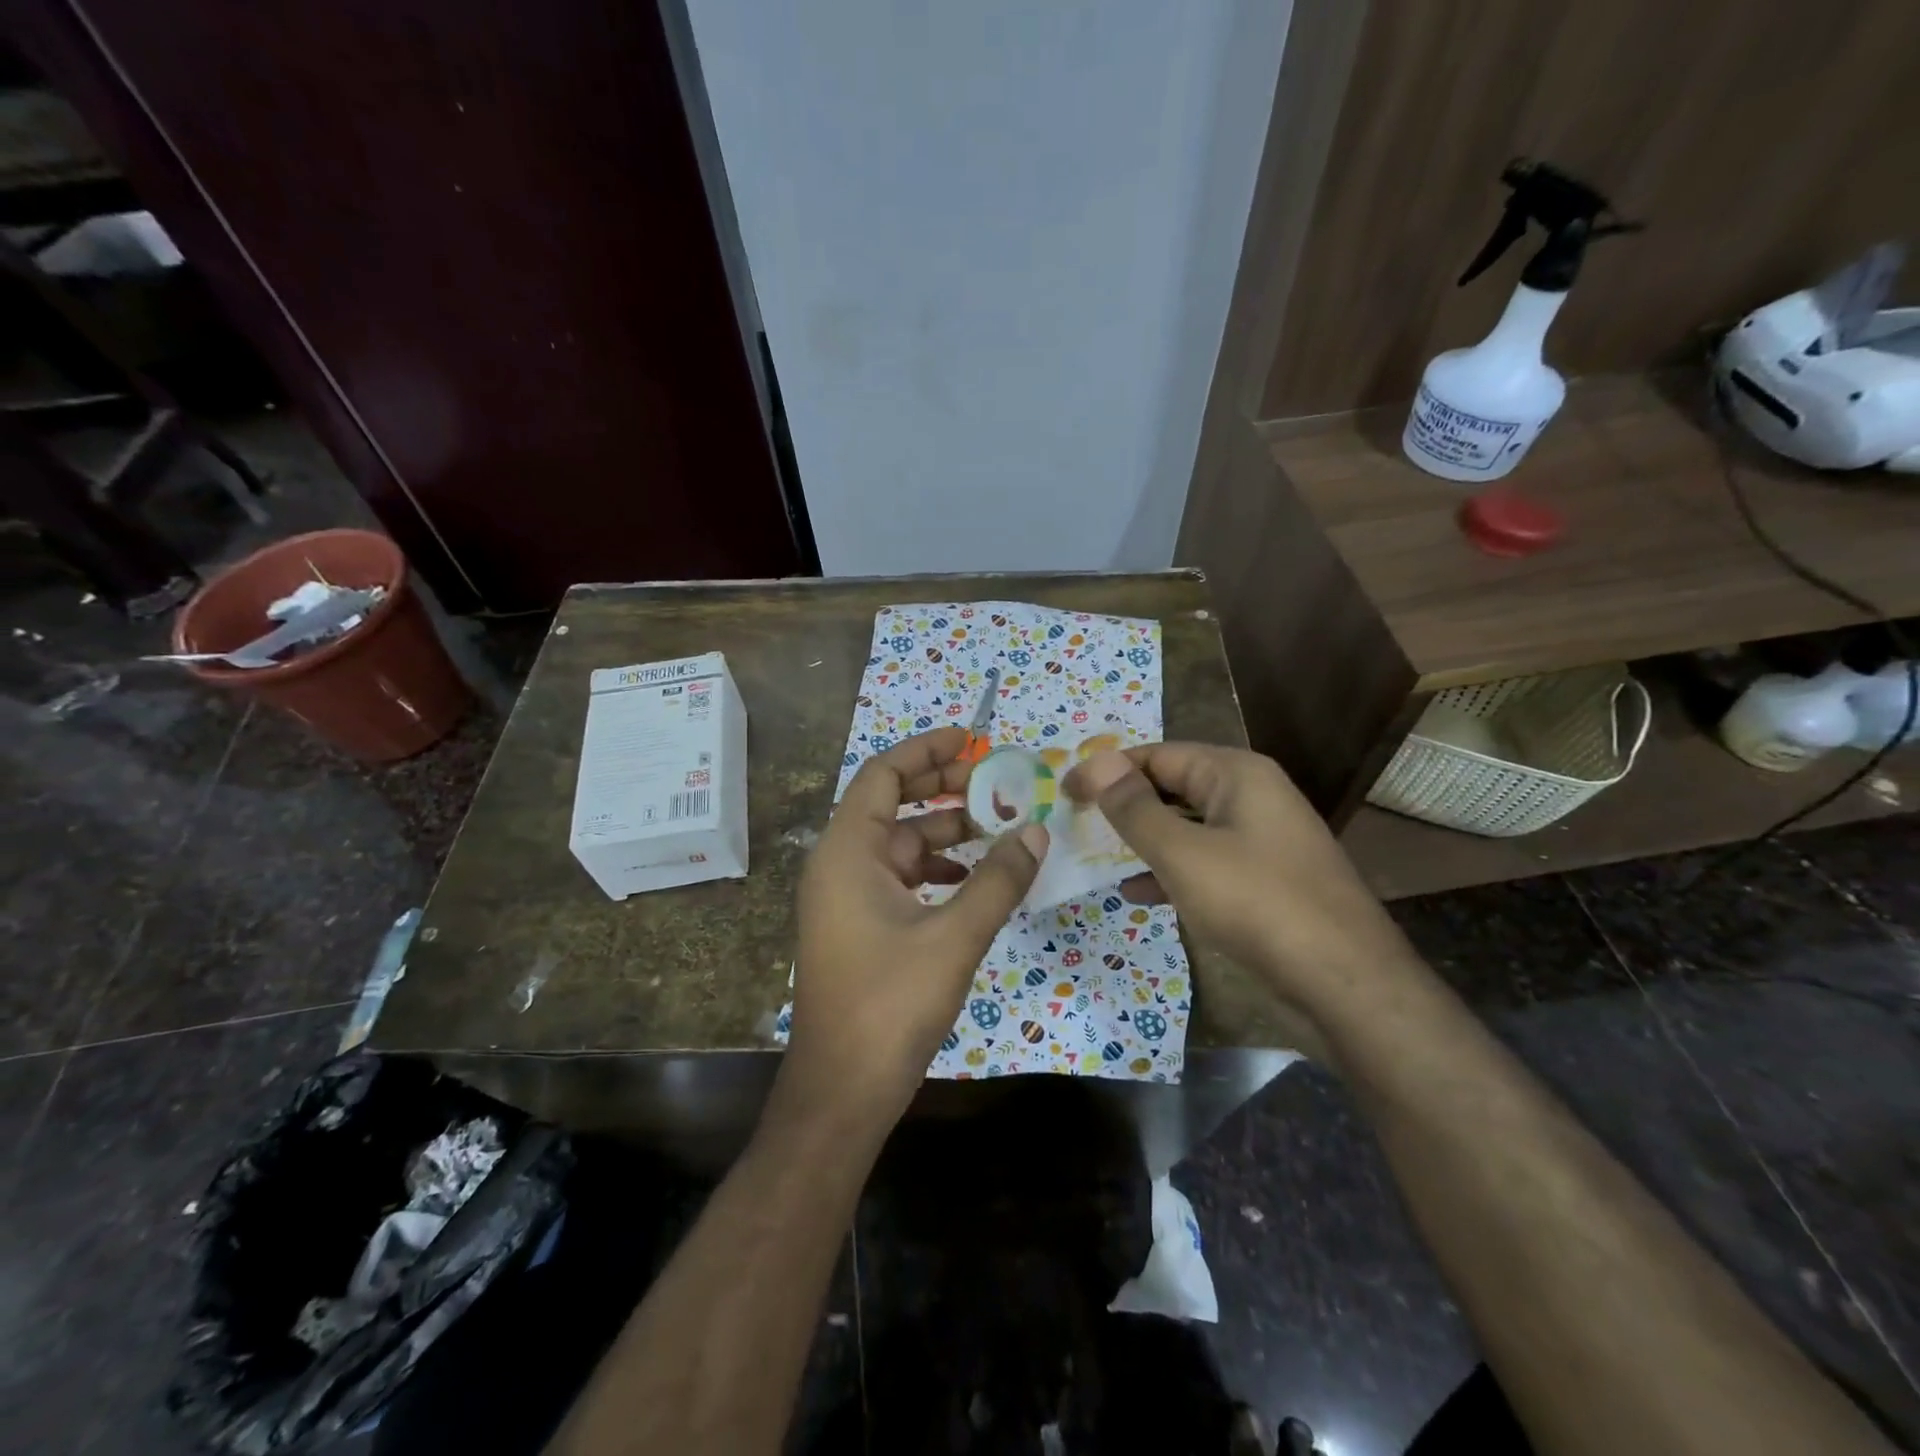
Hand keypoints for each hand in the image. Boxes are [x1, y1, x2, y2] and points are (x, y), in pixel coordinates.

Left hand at [783, 727, 1045, 1131]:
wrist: (843, 1089)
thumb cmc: (890, 1005)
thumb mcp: (954, 937)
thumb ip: (997, 880)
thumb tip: (1035, 832)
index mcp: (848, 852)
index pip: (883, 775)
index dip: (925, 750)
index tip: (970, 738)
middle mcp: (841, 864)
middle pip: (893, 804)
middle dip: (943, 788)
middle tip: (996, 782)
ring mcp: (849, 897)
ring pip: (902, 844)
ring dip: (948, 832)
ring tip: (1000, 828)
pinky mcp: (862, 925)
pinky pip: (902, 878)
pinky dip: (938, 869)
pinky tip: (975, 880)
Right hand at [1064, 744, 1407, 1011]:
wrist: (1344, 983)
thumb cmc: (1257, 903)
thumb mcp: (1183, 853)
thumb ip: (1135, 809)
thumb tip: (1097, 764)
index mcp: (1236, 774)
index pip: (1158, 755)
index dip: (1108, 770)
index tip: (1065, 793)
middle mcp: (1250, 796)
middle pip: (1173, 787)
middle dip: (1125, 805)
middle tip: (1076, 825)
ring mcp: (1260, 839)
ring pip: (1186, 827)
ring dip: (1143, 840)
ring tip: (1097, 858)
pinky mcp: (1263, 879)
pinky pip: (1204, 861)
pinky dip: (1170, 871)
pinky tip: (1138, 893)